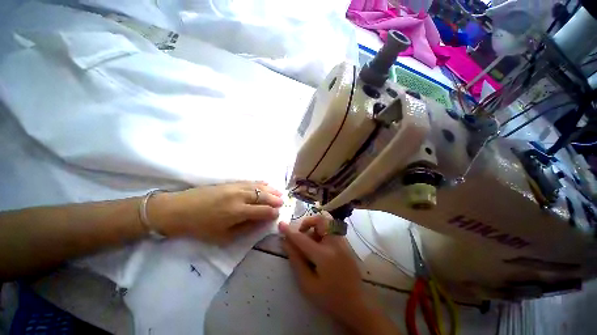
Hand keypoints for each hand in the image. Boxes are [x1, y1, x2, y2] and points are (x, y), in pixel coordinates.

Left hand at [150, 181, 282, 243]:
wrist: (179, 209)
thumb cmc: (201, 227)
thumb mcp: (223, 236)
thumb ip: (246, 228)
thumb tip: (262, 222)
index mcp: (238, 212)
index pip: (263, 211)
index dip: (272, 213)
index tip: (278, 214)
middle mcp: (240, 197)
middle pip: (263, 196)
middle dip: (275, 199)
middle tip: (283, 202)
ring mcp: (236, 187)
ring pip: (259, 187)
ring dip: (271, 190)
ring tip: (279, 193)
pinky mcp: (231, 182)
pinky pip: (250, 181)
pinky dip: (261, 183)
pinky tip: (267, 183)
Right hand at [279, 215, 368, 328]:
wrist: (357, 304)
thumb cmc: (330, 298)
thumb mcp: (308, 284)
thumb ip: (296, 261)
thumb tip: (286, 242)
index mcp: (324, 256)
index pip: (302, 239)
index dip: (290, 231)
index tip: (281, 224)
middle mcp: (335, 243)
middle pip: (321, 220)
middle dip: (308, 222)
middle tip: (302, 233)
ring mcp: (343, 242)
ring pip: (328, 222)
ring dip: (316, 226)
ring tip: (311, 241)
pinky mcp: (347, 243)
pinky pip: (333, 228)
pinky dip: (323, 231)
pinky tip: (321, 246)